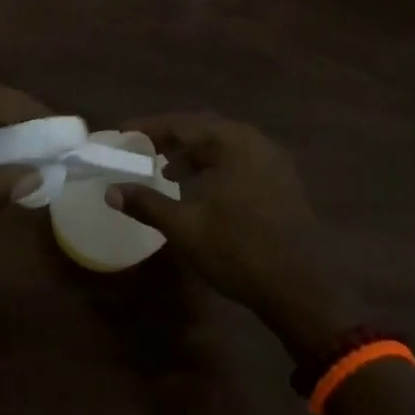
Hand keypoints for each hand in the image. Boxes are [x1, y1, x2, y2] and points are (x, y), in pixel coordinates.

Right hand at [106, 113, 362, 365]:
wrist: (303, 290)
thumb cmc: (239, 252)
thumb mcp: (185, 228)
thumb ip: (146, 204)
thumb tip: (111, 191)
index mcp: (232, 143)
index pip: (181, 124)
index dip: (148, 127)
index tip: (122, 132)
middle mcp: (255, 142)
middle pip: (204, 128)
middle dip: (171, 137)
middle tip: (142, 148)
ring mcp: (273, 162)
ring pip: (224, 145)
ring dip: (193, 153)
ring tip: (167, 172)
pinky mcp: (283, 182)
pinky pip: (240, 160)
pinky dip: (215, 165)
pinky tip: (201, 189)